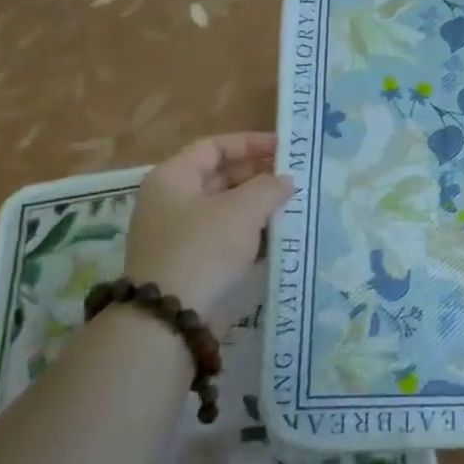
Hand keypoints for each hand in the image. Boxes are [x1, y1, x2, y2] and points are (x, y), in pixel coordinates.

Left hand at [124, 132, 293, 328]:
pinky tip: (278, 238)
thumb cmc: (203, 250)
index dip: (251, 143)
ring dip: (258, 207)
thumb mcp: (241, 211)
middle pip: (220, 177)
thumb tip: (285, 180)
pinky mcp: (190, 263)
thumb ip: (268, 188)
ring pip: (225, 209)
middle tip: (294, 179)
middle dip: (258, 176)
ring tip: (293, 206)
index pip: (215, 147)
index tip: (285, 149)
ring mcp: (178, 234)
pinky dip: (250, 234)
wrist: (169, 319)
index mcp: (173, 178)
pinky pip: (224, 237)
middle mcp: (171, 201)